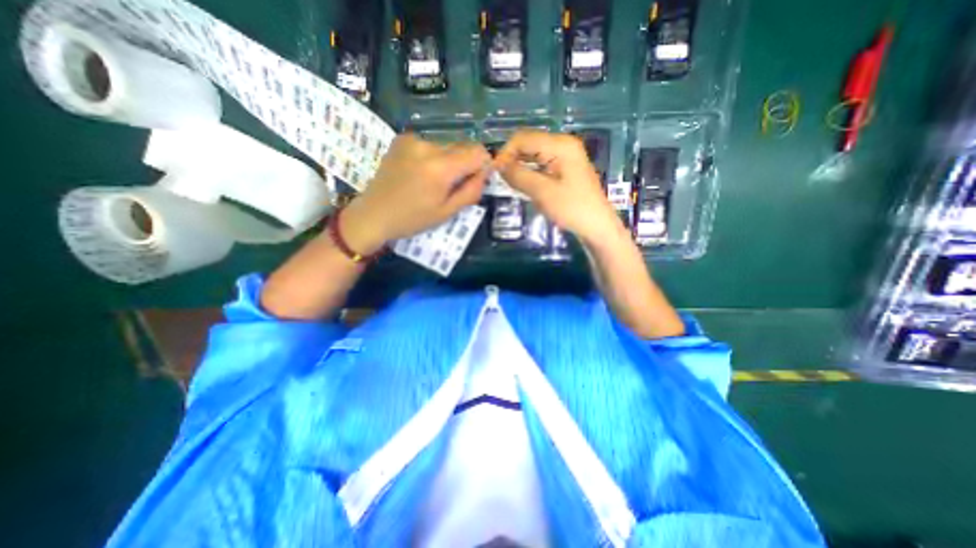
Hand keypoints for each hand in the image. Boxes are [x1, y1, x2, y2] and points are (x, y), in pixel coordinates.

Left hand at [344, 133, 496, 251]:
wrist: (374, 214)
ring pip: (447, 146)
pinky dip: (432, 157)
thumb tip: (485, 173)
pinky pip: (430, 144)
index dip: (482, 165)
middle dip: (465, 164)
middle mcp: (428, 146)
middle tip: (451, 186)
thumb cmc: (413, 219)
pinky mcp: (403, 139)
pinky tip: (419, 172)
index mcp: (441, 167)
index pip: (477, 151)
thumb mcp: (447, 212)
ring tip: (432, 181)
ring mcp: (413, 139)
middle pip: (462, 147)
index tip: (475, 180)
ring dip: (448, 161)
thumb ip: (471, 191)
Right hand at [493, 128, 620, 244]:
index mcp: (560, 144)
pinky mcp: (564, 168)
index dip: (505, 153)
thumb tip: (497, 166)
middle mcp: (563, 144)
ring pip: (533, 154)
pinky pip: (540, 164)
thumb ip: (518, 176)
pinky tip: (521, 183)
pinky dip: (528, 171)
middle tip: (498, 178)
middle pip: (528, 143)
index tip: (493, 173)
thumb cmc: (572, 209)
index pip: (523, 138)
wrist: (597, 226)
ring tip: (507, 182)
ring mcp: (565, 156)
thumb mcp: (542, 192)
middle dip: (511, 158)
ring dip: (518, 165)